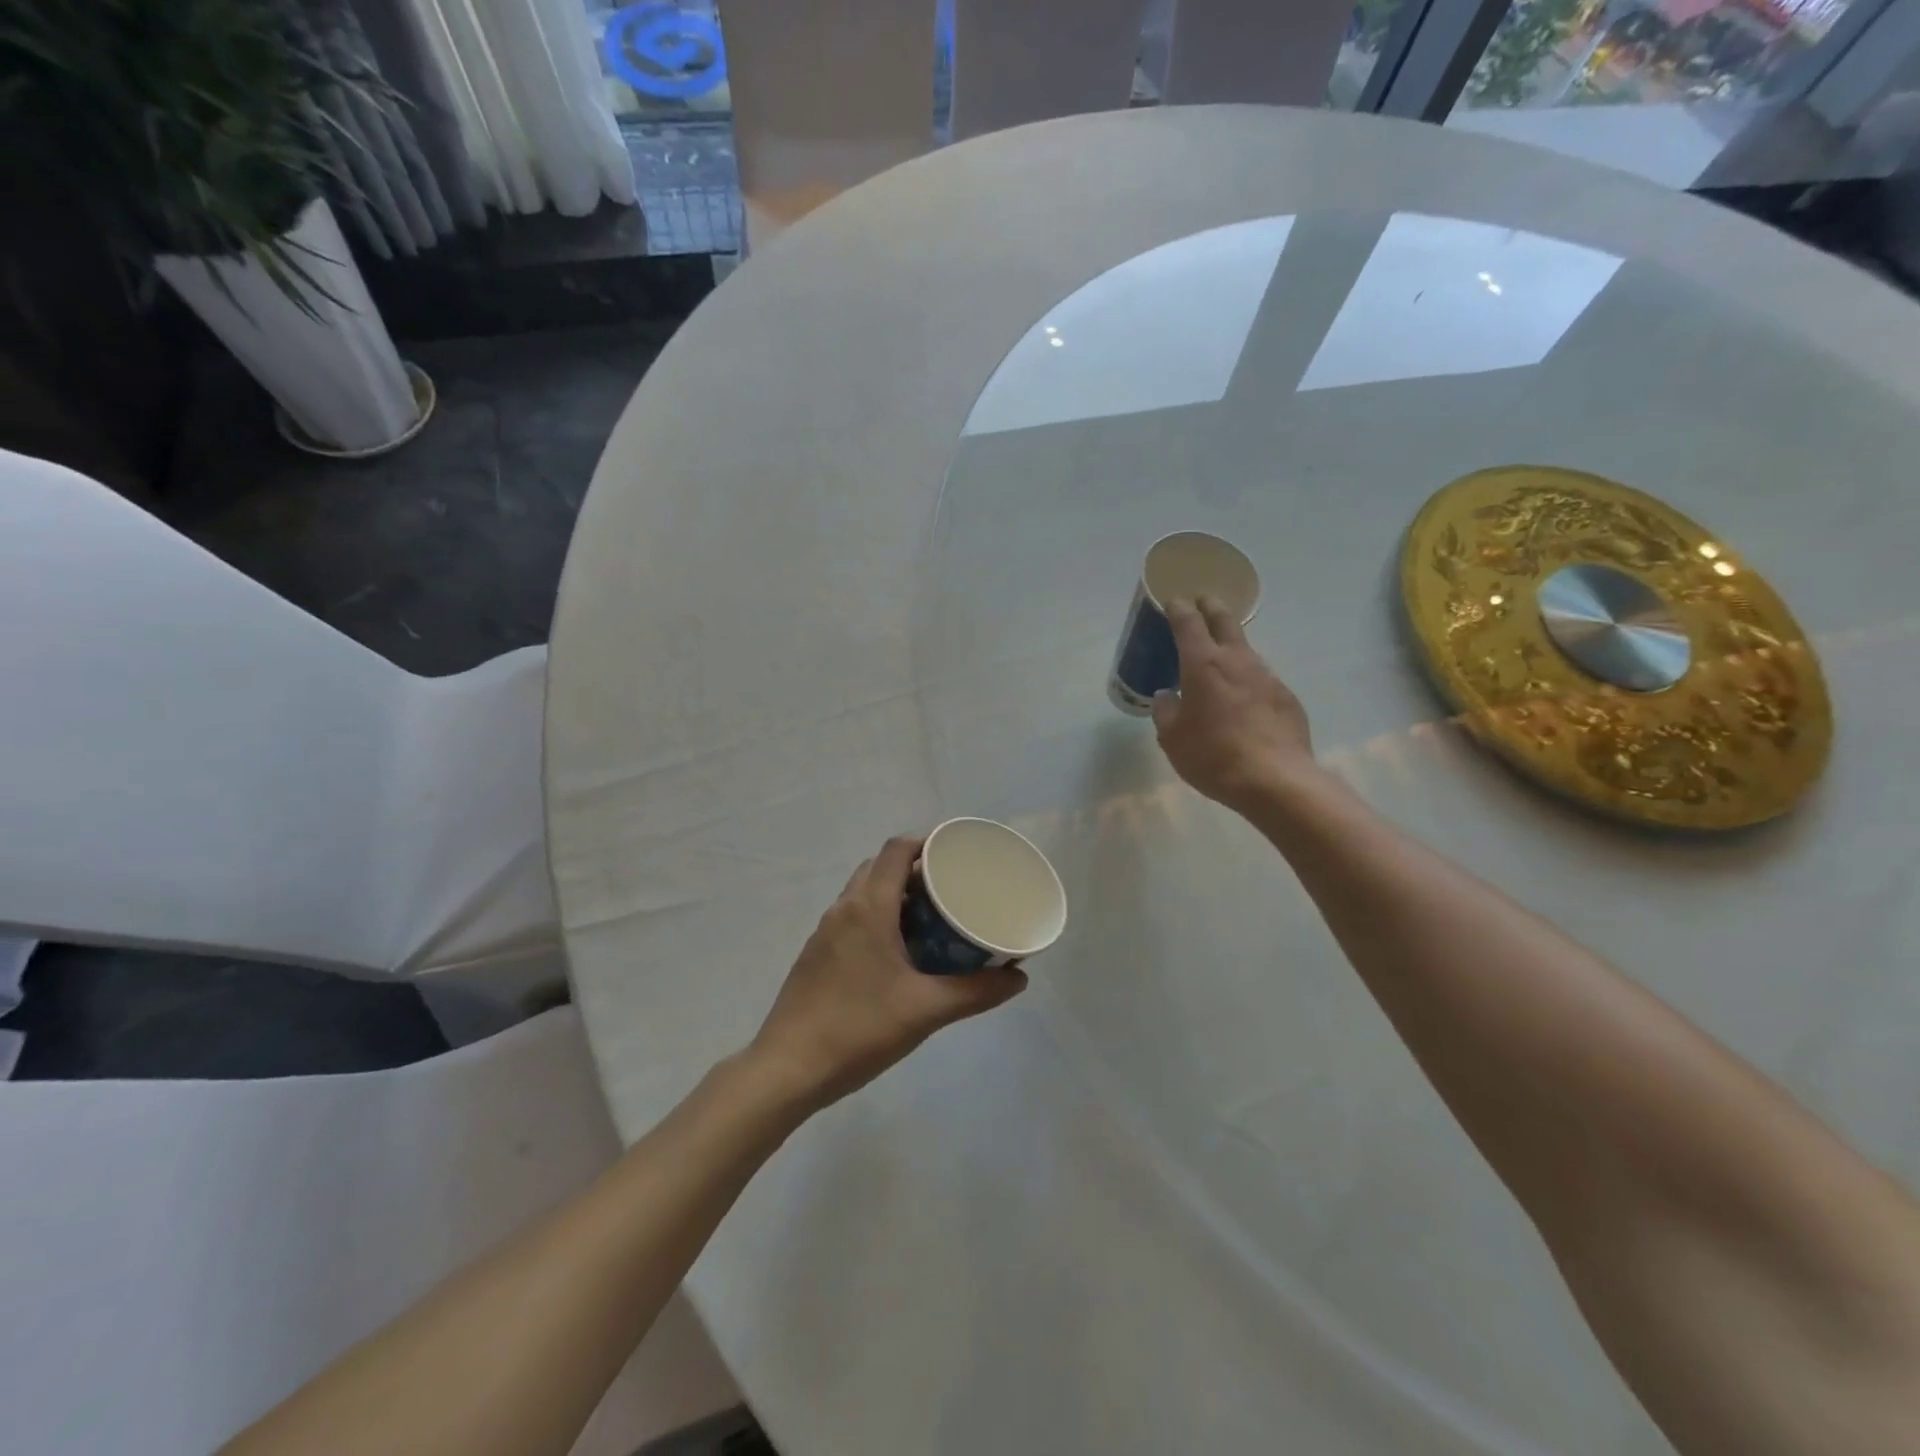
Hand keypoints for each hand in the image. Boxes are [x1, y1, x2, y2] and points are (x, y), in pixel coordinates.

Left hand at [749, 836, 1027, 1111]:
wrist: (788, 1069)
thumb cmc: (859, 1029)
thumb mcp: (926, 1010)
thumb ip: (975, 992)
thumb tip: (1019, 977)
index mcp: (868, 907)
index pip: (897, 850)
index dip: (927, 842)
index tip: (958, 854)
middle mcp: (844, 908)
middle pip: (881, 867)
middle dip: (916, 869)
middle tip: (952, 888)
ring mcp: (825, 932)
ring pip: (864, 892)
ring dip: (896, 894)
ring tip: (933, 917)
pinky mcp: (817, 954)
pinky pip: (853, 916)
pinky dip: (879, 916)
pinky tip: (900, 951)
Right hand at [1152, 596, 1314, 812]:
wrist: (1274, 779)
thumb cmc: (1212, 755)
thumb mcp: (1173, 738)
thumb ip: (1166, 712)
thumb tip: (1166, 697)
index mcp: (1203, 664)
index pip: (1188, 623)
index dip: (1178, 609)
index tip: (1173, 601)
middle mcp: (1237, 661)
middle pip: (1225, 621)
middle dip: (1212, 607)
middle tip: (1203, 601)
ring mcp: (1267, 677)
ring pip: (1246, 650)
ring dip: (1232, 646)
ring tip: (1220, 657)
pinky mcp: (1286, 697)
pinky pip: (1261, 679)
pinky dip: (1248, 680)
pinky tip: (1243, 700)